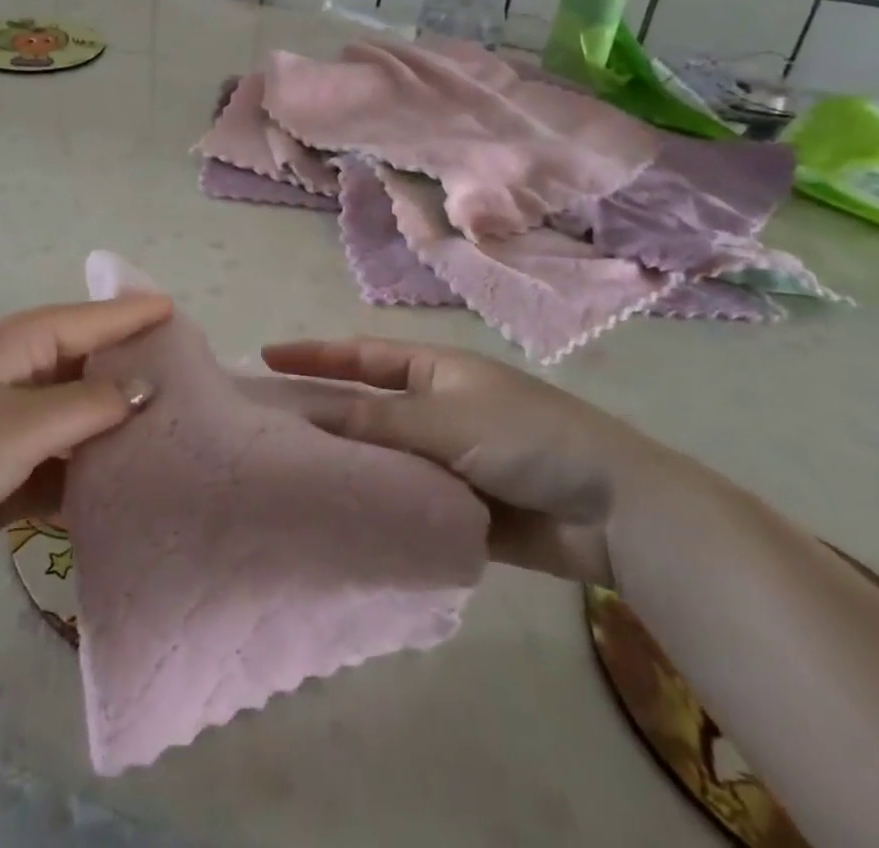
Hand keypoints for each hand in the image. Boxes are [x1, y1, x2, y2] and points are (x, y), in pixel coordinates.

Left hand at [0, 295, 169, 605]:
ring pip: (80, 420)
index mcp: (19, 344)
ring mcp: (13, 426)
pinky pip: (63, 466)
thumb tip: (147, 386)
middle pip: (90, 368)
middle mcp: (20, 376)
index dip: (137, 317)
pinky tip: (128, 491)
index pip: (93, 320)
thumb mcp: (19, 425)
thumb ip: (89, 404)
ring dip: (116, 432)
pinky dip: (90, 476)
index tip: (185, 318)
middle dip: (135, 377)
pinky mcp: (7, 474)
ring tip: (176, 441)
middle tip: (196, 388)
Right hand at [262, 337, 684, 585]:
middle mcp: (434, 410)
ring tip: (290, 479)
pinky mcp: (458, 508)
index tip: (265, 358)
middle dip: (321, 415)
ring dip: (347, 468)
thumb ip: (376, 420)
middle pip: (365, 408)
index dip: (314, 356)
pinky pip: (405, 503)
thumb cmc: (526, 439)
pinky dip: (378, 509)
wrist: (613, 511)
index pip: (361, 356)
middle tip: (265, 429)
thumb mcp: (445, 419)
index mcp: (434, 371)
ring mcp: (445, 460)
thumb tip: (310, 416)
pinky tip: (340, 522)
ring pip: (381, 459)